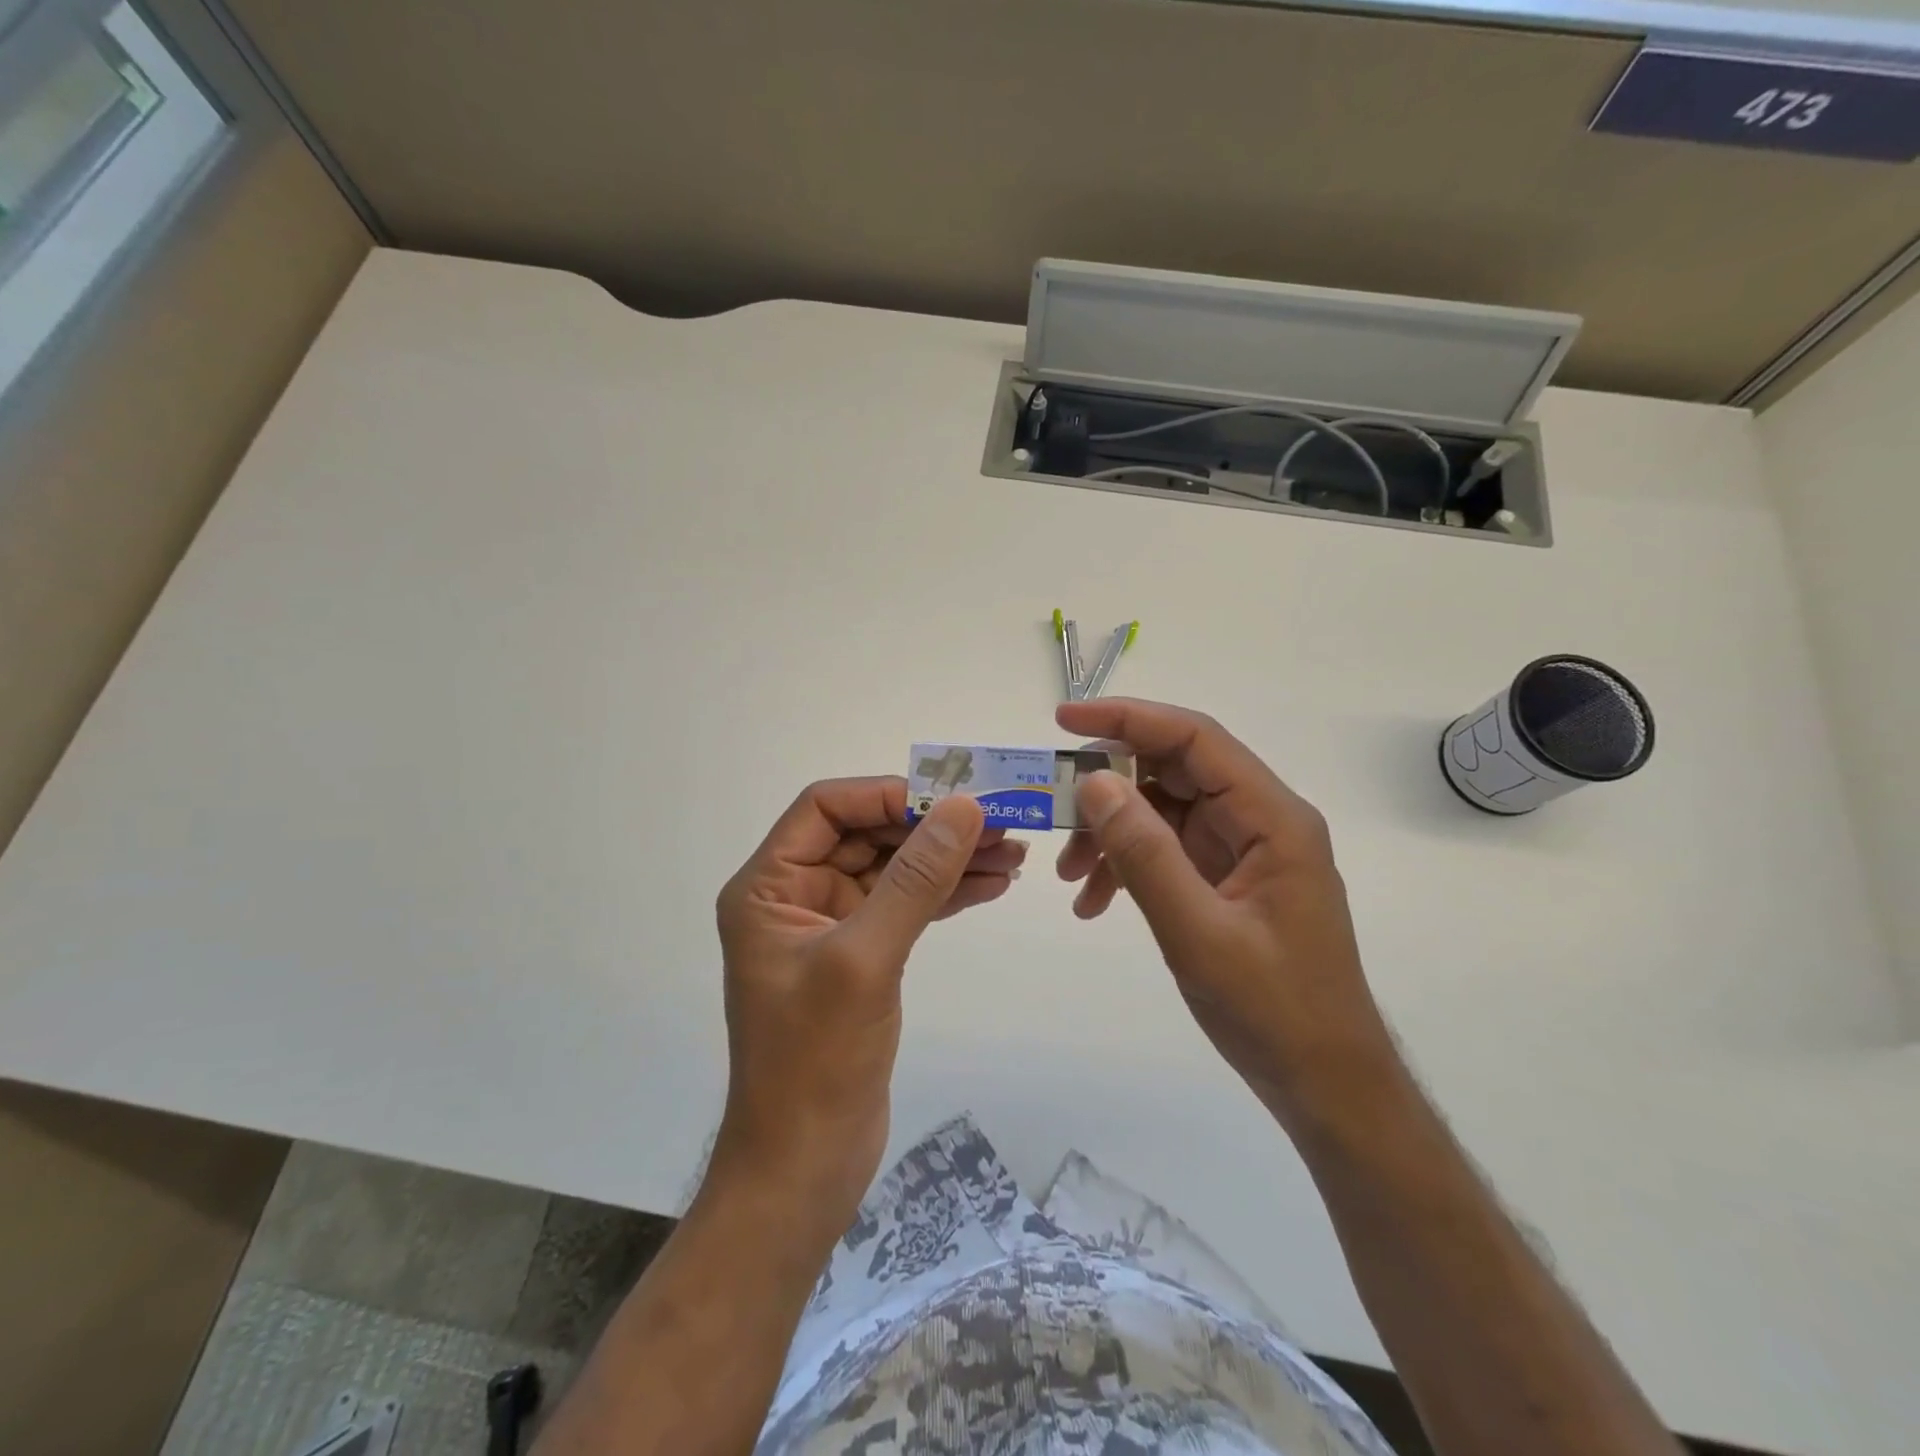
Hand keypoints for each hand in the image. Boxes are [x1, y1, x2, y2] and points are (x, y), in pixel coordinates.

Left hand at [713, 778, 1023, 1230]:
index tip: (951, 799)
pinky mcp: (860, 956)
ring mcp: (830, 925)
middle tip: (1000, 824)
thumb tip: (964, 808)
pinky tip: (991, 885)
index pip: (826, 807)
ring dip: (947, 858)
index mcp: (768, 886)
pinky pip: (905, 905)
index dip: (887, 795)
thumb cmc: (816, 1062)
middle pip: (866, 834)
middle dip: (930, 827)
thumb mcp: (865, 960)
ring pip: (893, 869)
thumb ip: (915, 879)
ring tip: (1012, 853)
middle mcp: (795, 895)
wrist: (805, 1167)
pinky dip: (945, 893)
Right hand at [1055, 698, 1396, 1129]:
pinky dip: (1126, 865)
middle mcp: (1259, 821)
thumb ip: (1145, 854)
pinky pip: (1165, 850)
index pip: (1195, 738)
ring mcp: (1241, 850)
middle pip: (1174, 770)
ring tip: (1070, 875)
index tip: (1064, 721)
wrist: (1324, 1083)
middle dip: (1109, 785)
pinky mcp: (1225, 879)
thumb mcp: (1199, 933)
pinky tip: (1093, 902)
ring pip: (1162, 810)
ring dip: (1111, 833)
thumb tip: (1094, 783)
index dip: (1128, 719)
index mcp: (1272, 818)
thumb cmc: (1274, 1010)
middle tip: (1054, 807)